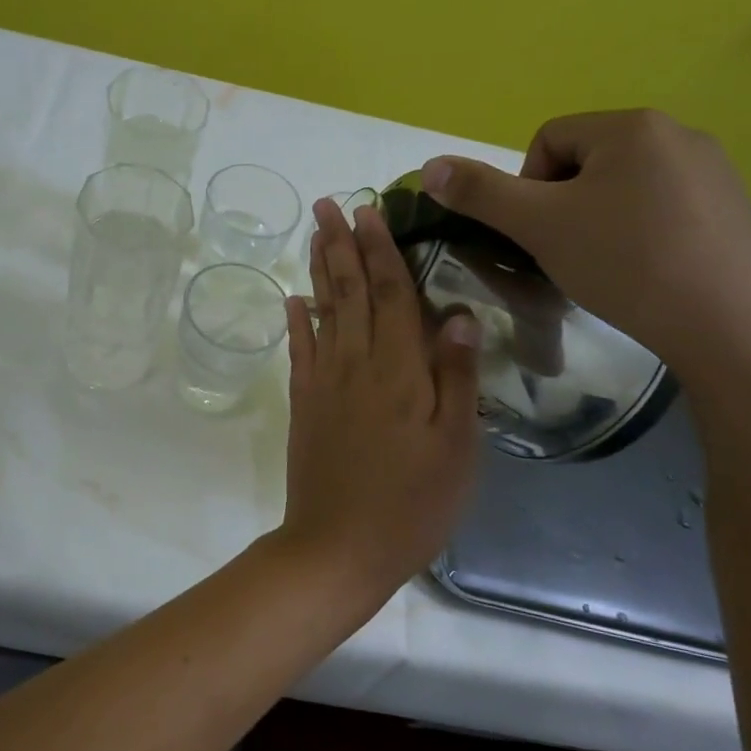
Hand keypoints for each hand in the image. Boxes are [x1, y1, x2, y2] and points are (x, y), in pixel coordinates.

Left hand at [280, 199, 481, 593]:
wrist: (339, 546)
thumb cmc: (413, 503)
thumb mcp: (456, 447)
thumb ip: (456, 377)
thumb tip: (457, 313)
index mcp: (399, 371)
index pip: (392, 294)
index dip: (382, 250)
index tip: (370, 210)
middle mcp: (356, 364)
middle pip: (350, 292)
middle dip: (341, 245)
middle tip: (329, 204)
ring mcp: (324, 383)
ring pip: (323, 312)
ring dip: (319, 269)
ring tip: (314, 233)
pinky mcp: (304, 404)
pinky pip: (299, 352)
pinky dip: (297, 322)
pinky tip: (293, 299)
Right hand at [420, 109, 750, 373]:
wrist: (724, 325)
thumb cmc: (622, 262)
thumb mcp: (537, 225)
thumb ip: (479, 192)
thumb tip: (429, 166)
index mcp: (632, 125)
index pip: (547, 141)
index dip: (528, 189)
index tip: (540, 234)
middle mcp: (679, 132)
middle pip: (585, 161)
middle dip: (563, 204)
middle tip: (567, 251)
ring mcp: (713, 170)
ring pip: (623, 185)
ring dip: (598, 218)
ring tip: (605, 264)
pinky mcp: (732, 207)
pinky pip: (662, 206)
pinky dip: (639, 231)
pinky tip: (644, 269)